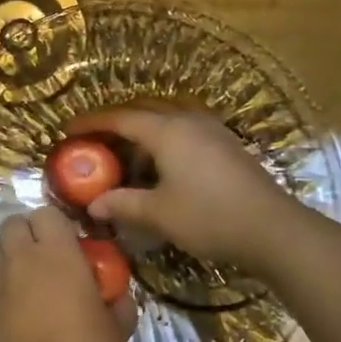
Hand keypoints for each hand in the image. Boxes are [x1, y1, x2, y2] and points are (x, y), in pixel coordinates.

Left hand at [0, 206, 135, 341]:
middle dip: (28, 230)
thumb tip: (118, 294)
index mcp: (58, 255)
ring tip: (29, 271)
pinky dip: (1, 276)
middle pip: (13, 221)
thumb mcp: (116, 331)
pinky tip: (19, 298)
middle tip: (48, 253)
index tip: (72, 241)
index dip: (57, 223)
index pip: (46, 213)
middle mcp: (23, 259)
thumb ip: (119, 303)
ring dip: (9, 249)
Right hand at [68, 105, 297, 271]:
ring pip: (167, 120)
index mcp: (168, 131)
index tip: (67, 130)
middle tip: (93, 143)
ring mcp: (212, 131)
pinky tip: (160, 168)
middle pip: (144, 111)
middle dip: (115, 124)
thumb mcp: (159, 214)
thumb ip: (122, 204)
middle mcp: (189, 121)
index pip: (120, 118)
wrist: (273, 230)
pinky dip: (163, 141)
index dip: (91, 123)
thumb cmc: (209, 217)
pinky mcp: (226, 146)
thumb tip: (94, 205)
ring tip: (125, 160)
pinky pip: (185, 131)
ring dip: (142, 133)